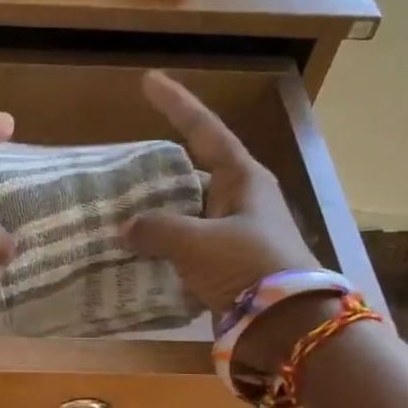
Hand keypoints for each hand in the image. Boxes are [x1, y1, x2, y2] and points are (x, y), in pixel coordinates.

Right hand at [122, 71, 319, 311]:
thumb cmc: (248, 267)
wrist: (288, 326)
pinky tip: (135, 254)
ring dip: (157, 217)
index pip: (204, 130)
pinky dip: (163, 249)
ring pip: (187, 214)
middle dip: (157, 173)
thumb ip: (156, 229)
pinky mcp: (229, 266)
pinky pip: (188, 248)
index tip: (148, 80)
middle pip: (192, 174)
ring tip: (118, 214)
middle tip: (122, 171)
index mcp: (243, 179)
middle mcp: (240, 200)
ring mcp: (235, 234)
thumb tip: (126, 229)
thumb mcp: (196, 242)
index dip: (177, 104)